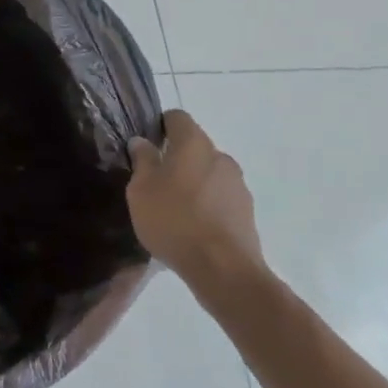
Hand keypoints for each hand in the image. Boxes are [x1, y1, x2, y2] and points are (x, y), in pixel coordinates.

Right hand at [127, 111, 266, 291]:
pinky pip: (220, 198)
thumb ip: (142, 161)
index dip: (160, 125)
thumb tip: (141, 141)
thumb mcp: (141, 191)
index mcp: (194, 143)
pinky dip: (207, 205)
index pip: (177, 117)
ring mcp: (238, 184)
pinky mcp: (246, 211)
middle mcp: (220, 156)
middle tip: (156, 183)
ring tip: (175, 211)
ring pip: (209, 173)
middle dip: (176, 158)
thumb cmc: (174, 221)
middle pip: (195, 146)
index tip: (147, 146)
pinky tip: (193, 228)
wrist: (223, 269)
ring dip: (193, 183)